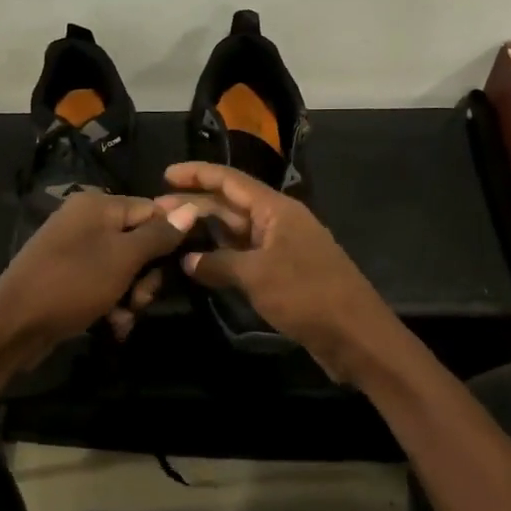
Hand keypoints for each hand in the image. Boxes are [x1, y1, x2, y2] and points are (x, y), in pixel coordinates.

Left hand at [0, 191, 198, 364]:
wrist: (14, 326)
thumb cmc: (73, 284)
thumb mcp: (123, 258)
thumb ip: (159, 235)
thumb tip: (193, 208)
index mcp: (98, 204)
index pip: (152, 209)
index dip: (169, 238)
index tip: (179, 267)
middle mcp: (85, 220)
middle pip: (139, 241)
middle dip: (147, 275)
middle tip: (141, 299)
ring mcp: (74, 249)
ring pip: (124, 268)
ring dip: (131, 295)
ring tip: (124, 317)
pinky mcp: (67, 276)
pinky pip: (103, 283)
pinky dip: (112, 303)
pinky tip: (113, 325)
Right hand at [157, 162, 389, 379]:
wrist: (355, 335)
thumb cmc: (307, 295)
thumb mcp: (257, 276)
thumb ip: (218, 264)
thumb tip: (188, 261)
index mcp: (277, 210)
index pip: (231, 181)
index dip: (197, 174)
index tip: (165, 175)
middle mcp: (279, 222)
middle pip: (231, 205)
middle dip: (195, 205)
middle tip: (155, 212)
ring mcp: (282, 248)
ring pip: (236, 232)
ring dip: (206, 231)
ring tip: (169, 233)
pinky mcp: (283, 274)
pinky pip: (245, 256)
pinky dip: (222, 257)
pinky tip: (198, 264)